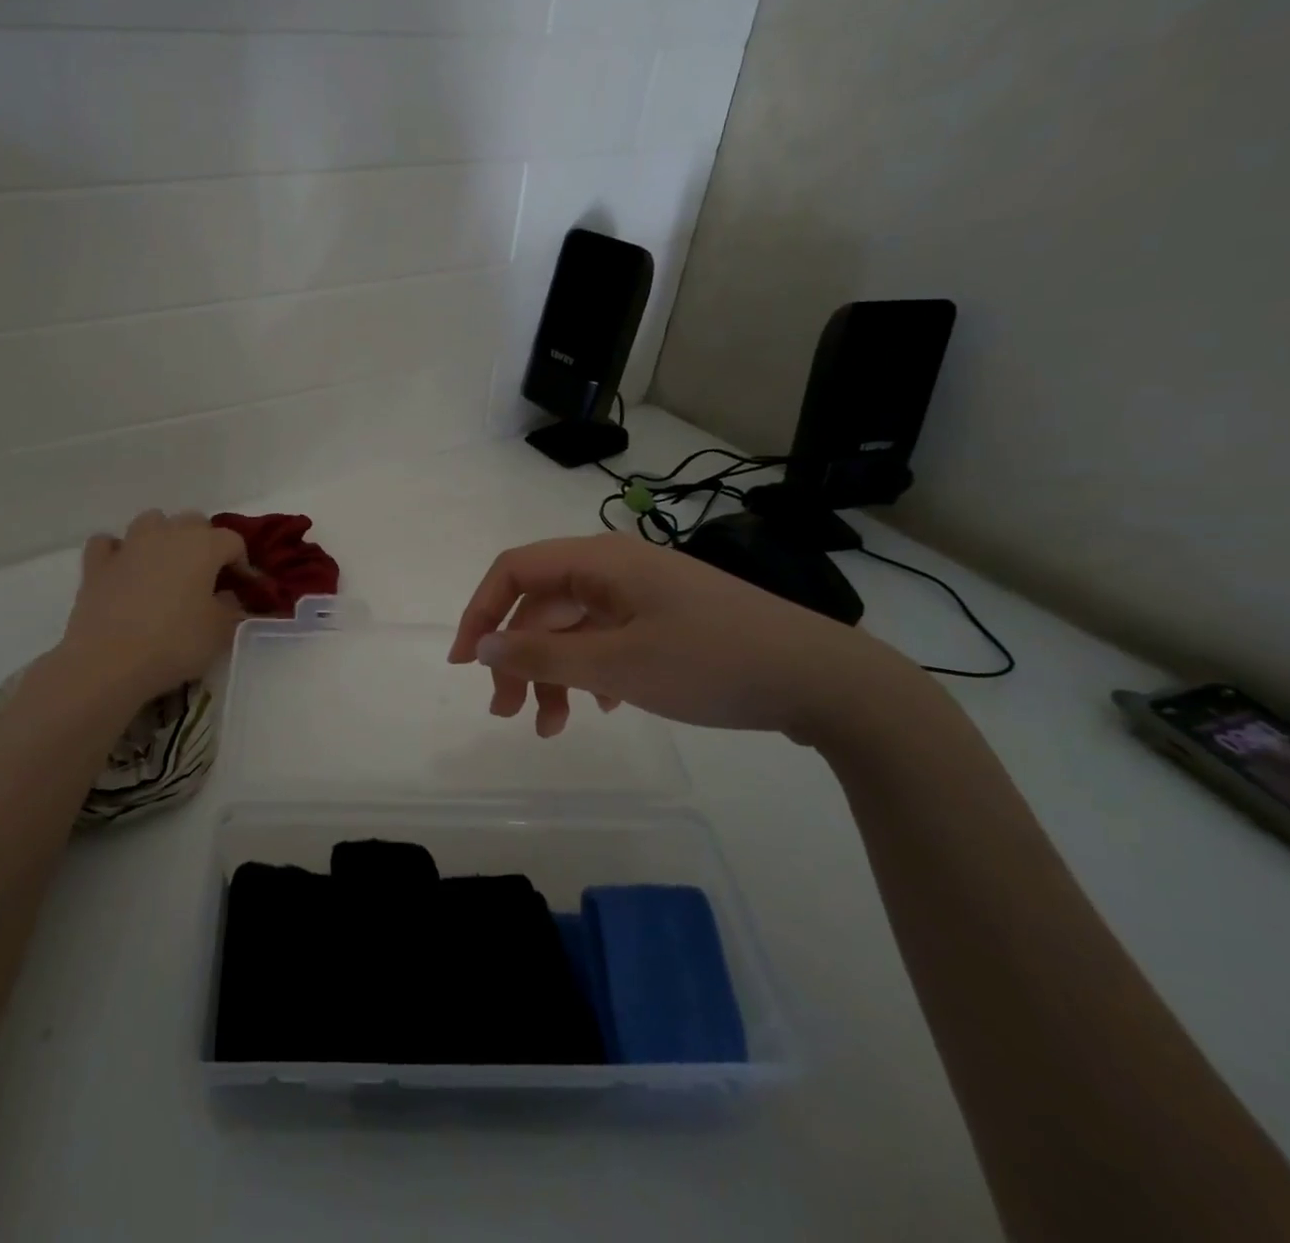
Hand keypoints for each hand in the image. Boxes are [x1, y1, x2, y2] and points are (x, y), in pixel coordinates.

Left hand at [57, 510, 249, 701]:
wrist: (108, 662)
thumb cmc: (174, 644)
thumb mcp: (220, 632)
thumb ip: (231, 608)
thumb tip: (226, 597)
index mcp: (203, 546)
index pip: (233, 541)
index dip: (242, 563)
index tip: (244, 589)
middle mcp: (167, 534)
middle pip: (194, 522)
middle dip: (205, 543)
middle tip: (208, 577)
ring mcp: (128, 545)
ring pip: (152, 522)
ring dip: (164, 537)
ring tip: (167, 567)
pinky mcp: (96, 564)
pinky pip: (109, 543)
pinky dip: (118, 551)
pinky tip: (124, 570)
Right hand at [448, 533, 919, 741]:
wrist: (824, 680)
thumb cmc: (711, 663)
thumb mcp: (617, 665)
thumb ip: (541, 655)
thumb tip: (481, 646)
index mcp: (600, 561)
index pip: (515, 571)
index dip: (480, 611)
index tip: (465, 664)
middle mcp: (615, 569)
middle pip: (542, 605)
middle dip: (517, 657)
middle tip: (508, 713)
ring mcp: (643, 595)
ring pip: (574, 628)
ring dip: (553, 673)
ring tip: (551, 727)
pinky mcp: (666, 620)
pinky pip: (607, 640)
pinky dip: (591, 673)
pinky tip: (604, 708)